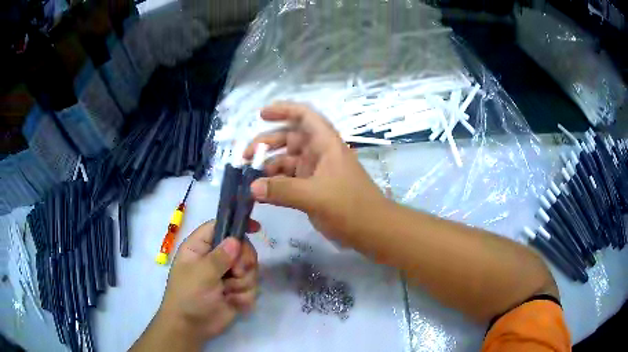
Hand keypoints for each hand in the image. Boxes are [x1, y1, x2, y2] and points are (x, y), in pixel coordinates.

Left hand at [144, 220, 258, 348]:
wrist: (191, 328)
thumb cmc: (188, 296)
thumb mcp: (201, 274)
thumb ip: (220, 257)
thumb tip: (236, 240)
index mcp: (200, 247)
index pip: (220, 226)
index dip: (237, 225)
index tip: (256, 229)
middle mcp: (215, 258)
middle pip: (241, 247)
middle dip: (244, 262)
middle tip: (237, 272)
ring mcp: (227, 275)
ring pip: (250, 269)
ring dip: (243, 282)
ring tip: (229, 292)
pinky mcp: (237, 291)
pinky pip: (252, 287)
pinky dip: (244, 296)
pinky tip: (233, 303)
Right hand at [244, 102, 387, 244]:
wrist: (373, 231)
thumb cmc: (350, 207)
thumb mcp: (315, 196)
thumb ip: (282, 190)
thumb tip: (252, 187)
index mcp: (326, 144)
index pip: (304, 116)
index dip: (283, 110)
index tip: (261, 115)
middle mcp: (320, 154)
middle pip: (290, 138)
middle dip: (268, 142)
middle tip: (247, 156)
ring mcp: (316, 172)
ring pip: (288, 160)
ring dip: (269, 165)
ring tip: (251, 177)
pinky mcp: (313, 190)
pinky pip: (290, 180)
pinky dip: (276, 183)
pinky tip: (262, 192)